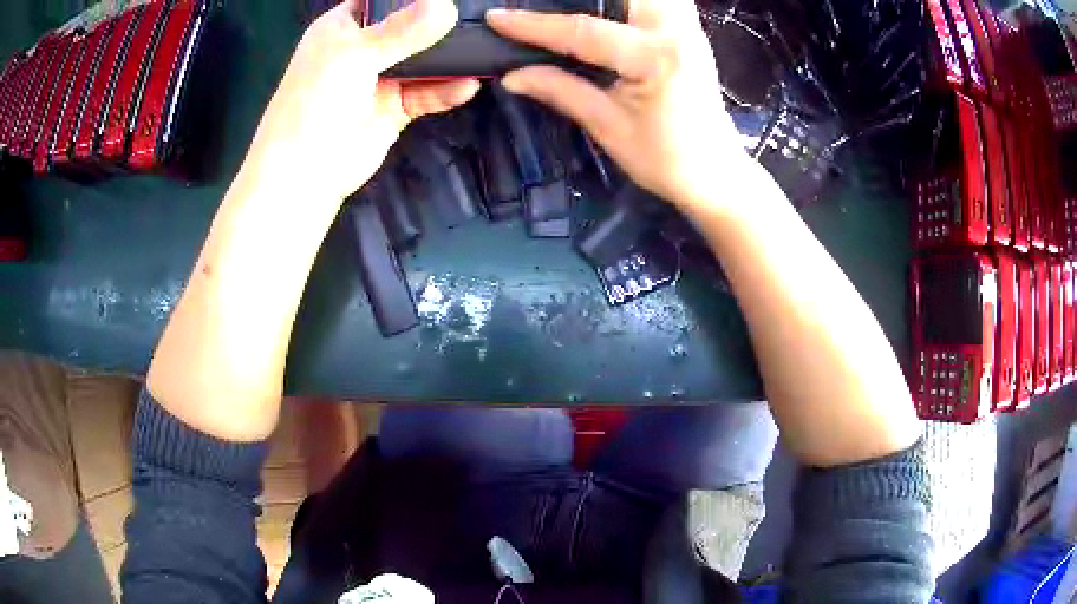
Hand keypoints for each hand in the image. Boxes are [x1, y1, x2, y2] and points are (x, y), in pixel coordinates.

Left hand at [241, 0, 479, 203]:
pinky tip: (469, 85)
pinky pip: (427, 93)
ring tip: (484, 50)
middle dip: (439, 23)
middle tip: (479, 18)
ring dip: (449, 58)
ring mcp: (380, 78)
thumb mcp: (356, 55)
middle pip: (408, 26)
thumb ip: (402, 30)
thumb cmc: (316, 101)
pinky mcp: (395, 108)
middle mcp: (363, 48)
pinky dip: (447, 90)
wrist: (305, 172)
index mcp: (343, 27)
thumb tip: (448, 5)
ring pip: (422, 60)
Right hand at [487, 0, 749, 208]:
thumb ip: (561, 91)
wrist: (716, 174)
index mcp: (655, 59)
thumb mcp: (609, 127)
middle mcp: (676, 31)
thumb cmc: (666, 160)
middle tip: (539, 4)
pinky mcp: (693, 32)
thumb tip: (511, 76)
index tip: (497, 19)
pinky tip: (612, 9)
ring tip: (575, 4)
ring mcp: (690, 28)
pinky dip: (631, 1)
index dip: (534, 26)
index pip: (583, 31)